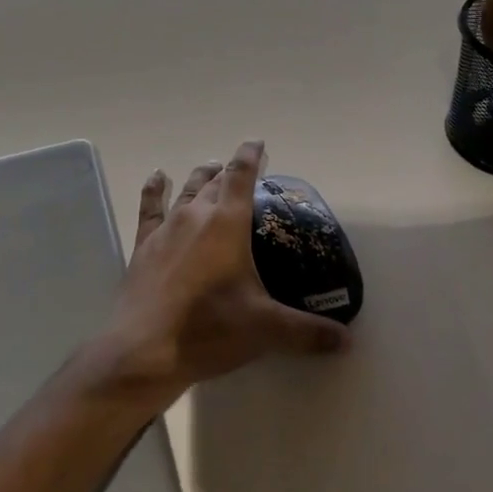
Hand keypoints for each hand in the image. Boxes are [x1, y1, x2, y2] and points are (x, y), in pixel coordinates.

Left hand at [91, 141, 348, 409]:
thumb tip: (347, 340)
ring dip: (201, 176)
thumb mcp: (265, 330)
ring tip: (210, 166)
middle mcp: (196, 215)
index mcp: (227, 223)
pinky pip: (150, 206)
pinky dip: (154, 189)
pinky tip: (157, 177)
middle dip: (230, 171)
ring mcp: (167, 227)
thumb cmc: (209, 329)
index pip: (242, 177)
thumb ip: (307, 332)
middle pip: (215, 181)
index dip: (250, 157)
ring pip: (187, 190)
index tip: (258, 143)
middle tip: (241, 168)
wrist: (145, 348)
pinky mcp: (145, 244)